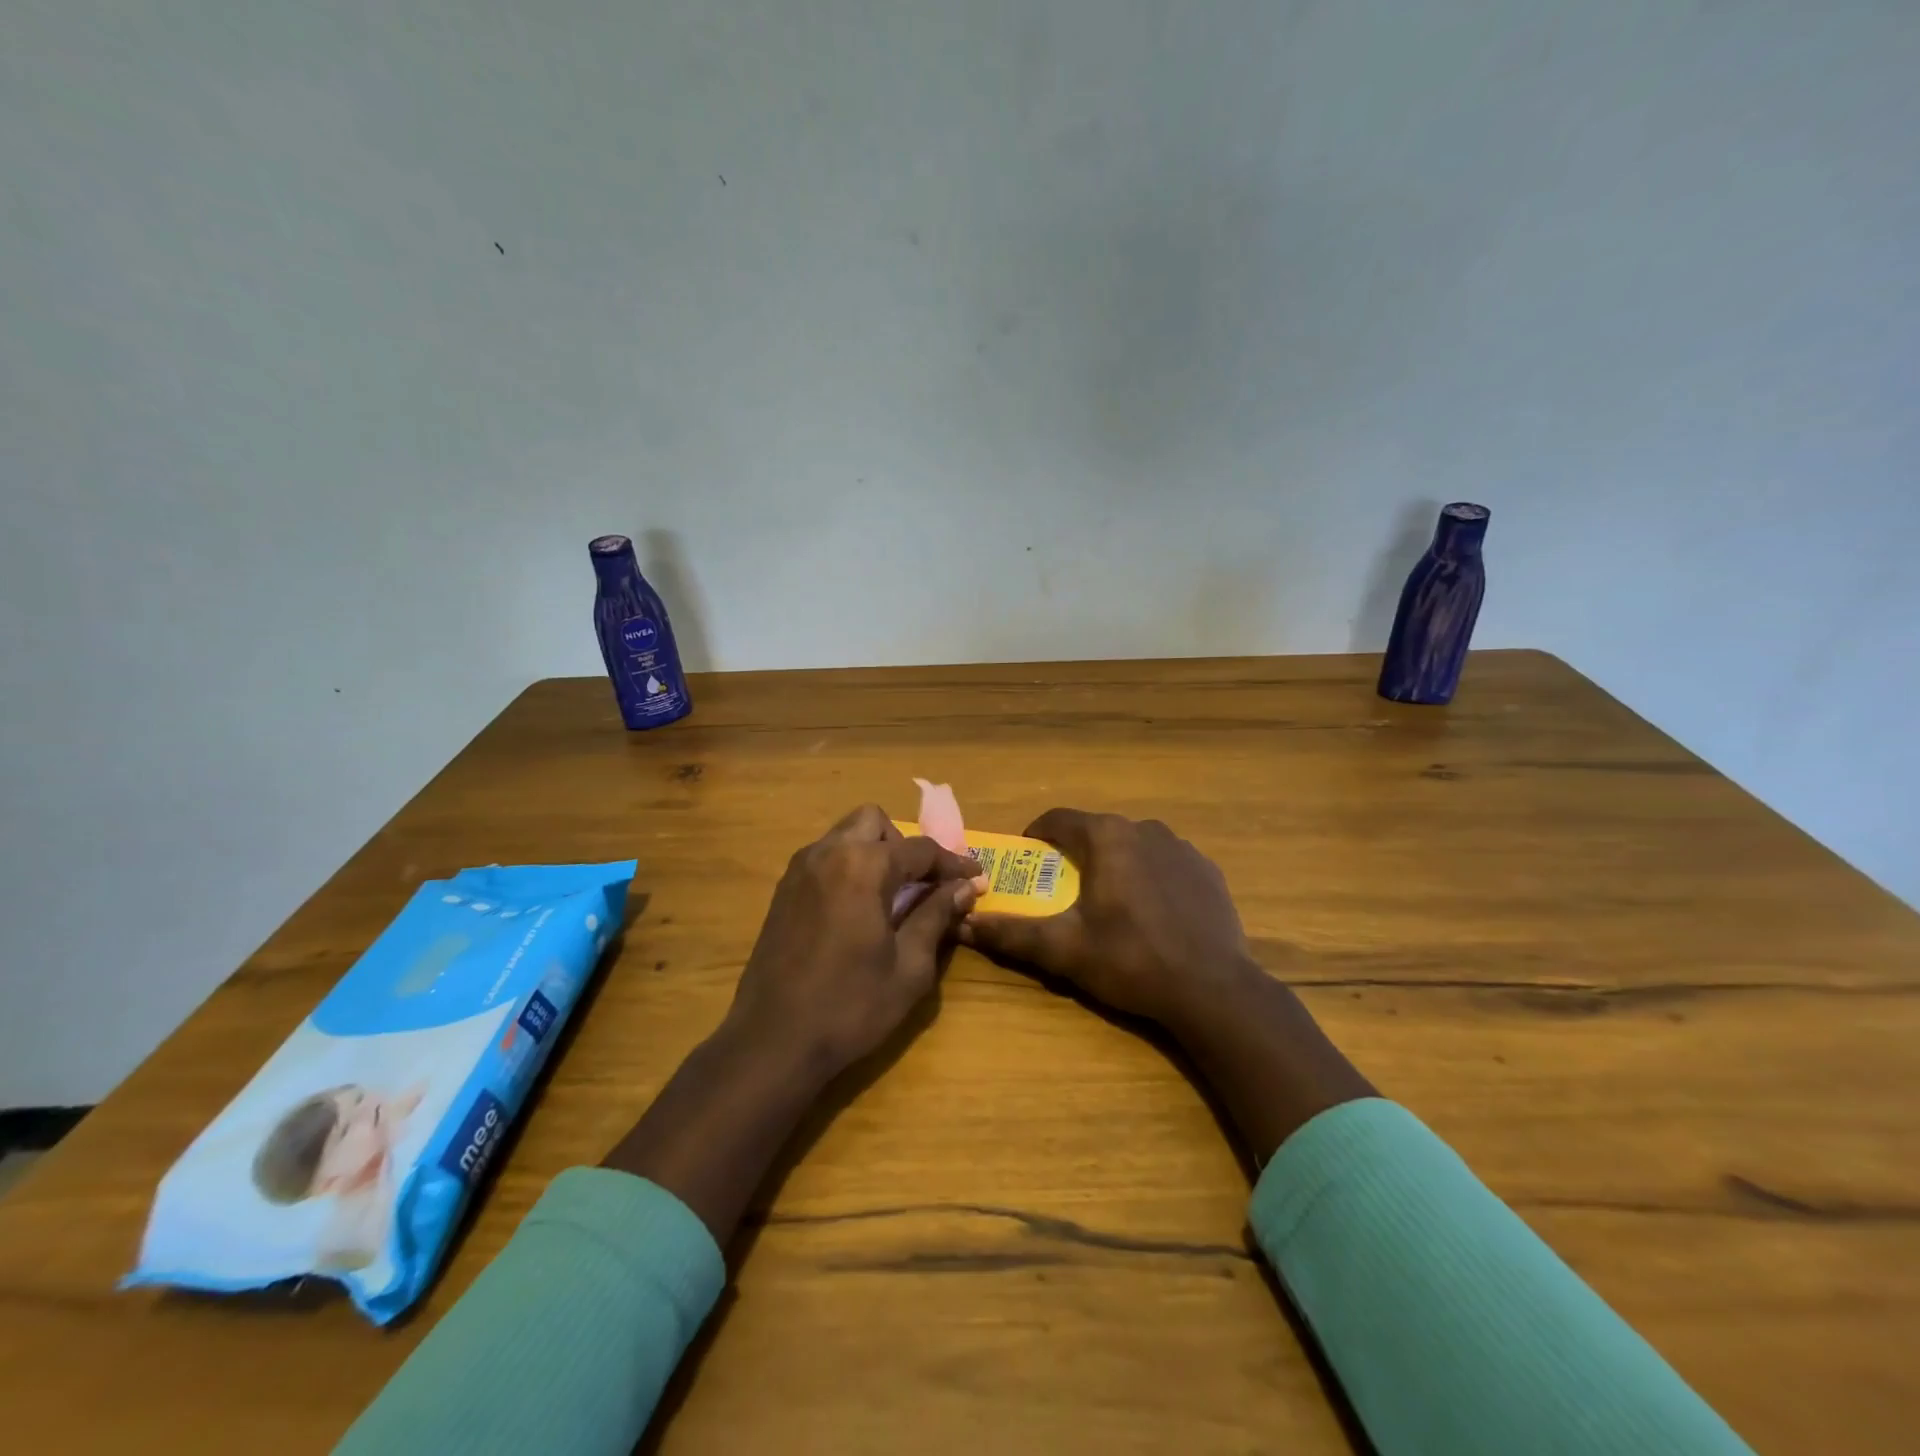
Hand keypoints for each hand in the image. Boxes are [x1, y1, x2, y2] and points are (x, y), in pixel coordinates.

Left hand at [724, 804, 980, 1082]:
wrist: (772, 1041)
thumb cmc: (850, 1006)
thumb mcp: (909, 967)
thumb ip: (936, 915)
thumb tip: (964, 887)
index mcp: (863, 866)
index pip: (920, 849)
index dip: (953, 863)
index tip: (976, 878)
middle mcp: (828, 853)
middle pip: (875, 822)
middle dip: (904, 845)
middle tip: (922, 883)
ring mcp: (800, 869)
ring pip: (846, 835)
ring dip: (875, 852)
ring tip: (893, 896)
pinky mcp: (783, 890)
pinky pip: (825, 857)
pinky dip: (849, 867)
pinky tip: (859, 909)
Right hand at [958, 809, 1262, 1028]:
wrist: (1214, 990)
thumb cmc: (1131, 960)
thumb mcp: (1064, 950)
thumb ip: (1012, 932)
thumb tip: (964, 923)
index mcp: (1107, 837)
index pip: (1058, 819)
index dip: (1036, 837)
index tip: (1027, 861)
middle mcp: (1145, 828)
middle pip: (1096, 832)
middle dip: (1076, 855)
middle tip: (1064, 891)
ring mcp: (1181, 847)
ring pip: (1133, 846)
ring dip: (1115, 864)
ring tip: (1110, 904)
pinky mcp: (1207, 870)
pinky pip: (1166, 863)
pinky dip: (1150, 877)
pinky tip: (1153, 914)